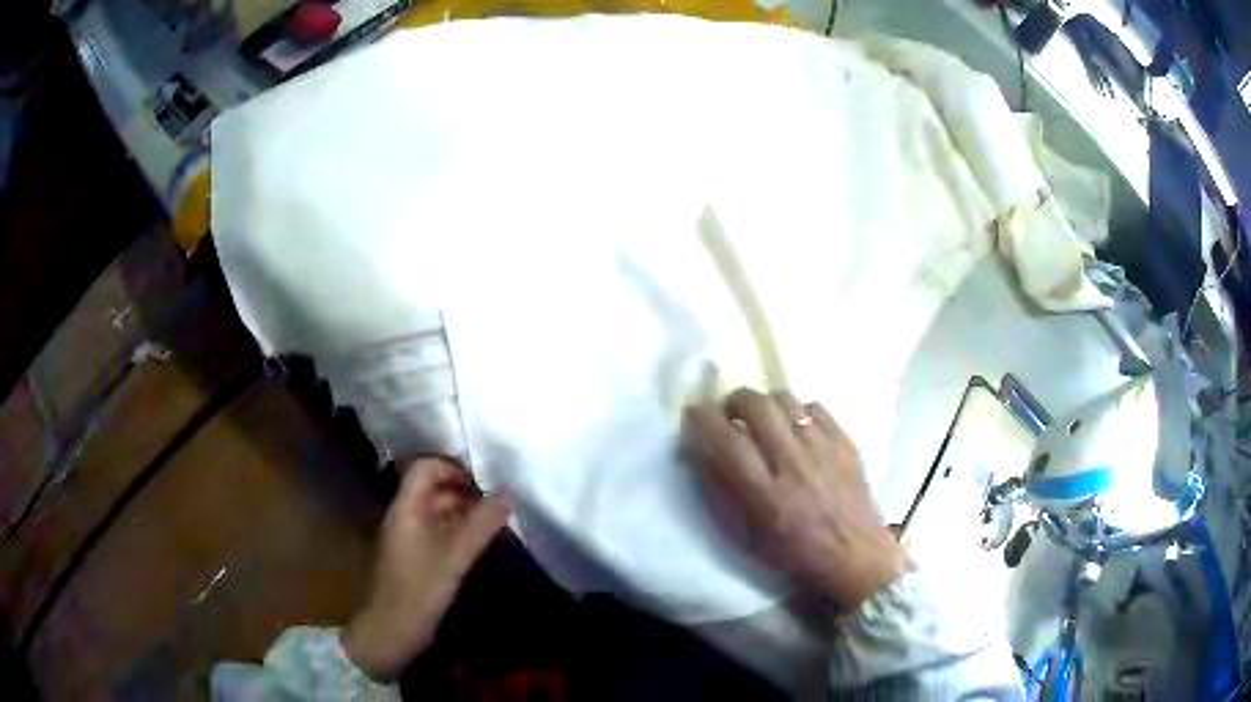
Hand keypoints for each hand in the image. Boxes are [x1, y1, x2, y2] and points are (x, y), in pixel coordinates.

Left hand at [343, 459, 509, 680]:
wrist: (391, 630)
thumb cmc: (419, 590)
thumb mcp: (454, 557)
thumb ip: (481, 525)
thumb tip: (508, 494)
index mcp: (406, 509)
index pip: (425, 468)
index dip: (454, 468)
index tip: (486, 482)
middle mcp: (405, 517)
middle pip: (432, 488)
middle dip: (465, 490)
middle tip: (498, 502)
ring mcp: (409, 538)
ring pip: (437, 512)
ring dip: (464, 511)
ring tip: (495, 521)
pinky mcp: (415, 558)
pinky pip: (438, 532)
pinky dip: (459, 531)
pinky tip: (479, 543)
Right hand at [683, 389, 908, 608]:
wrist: (855, 557)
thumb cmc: (795, 554)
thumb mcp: (748, 536)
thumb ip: (723, 492)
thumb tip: (704, 452)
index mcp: (765, 494)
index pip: (725, 439)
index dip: (702, 419)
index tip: (694, 414)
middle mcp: (793, 463)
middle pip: (756, 405)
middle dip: (734, 400)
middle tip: (730, 414)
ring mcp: (823, 449)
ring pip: (786, 399)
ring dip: (766, 403)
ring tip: (764, 420)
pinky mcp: (846, 442)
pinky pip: (815, 406)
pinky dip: (798, 411)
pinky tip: (797, 429)